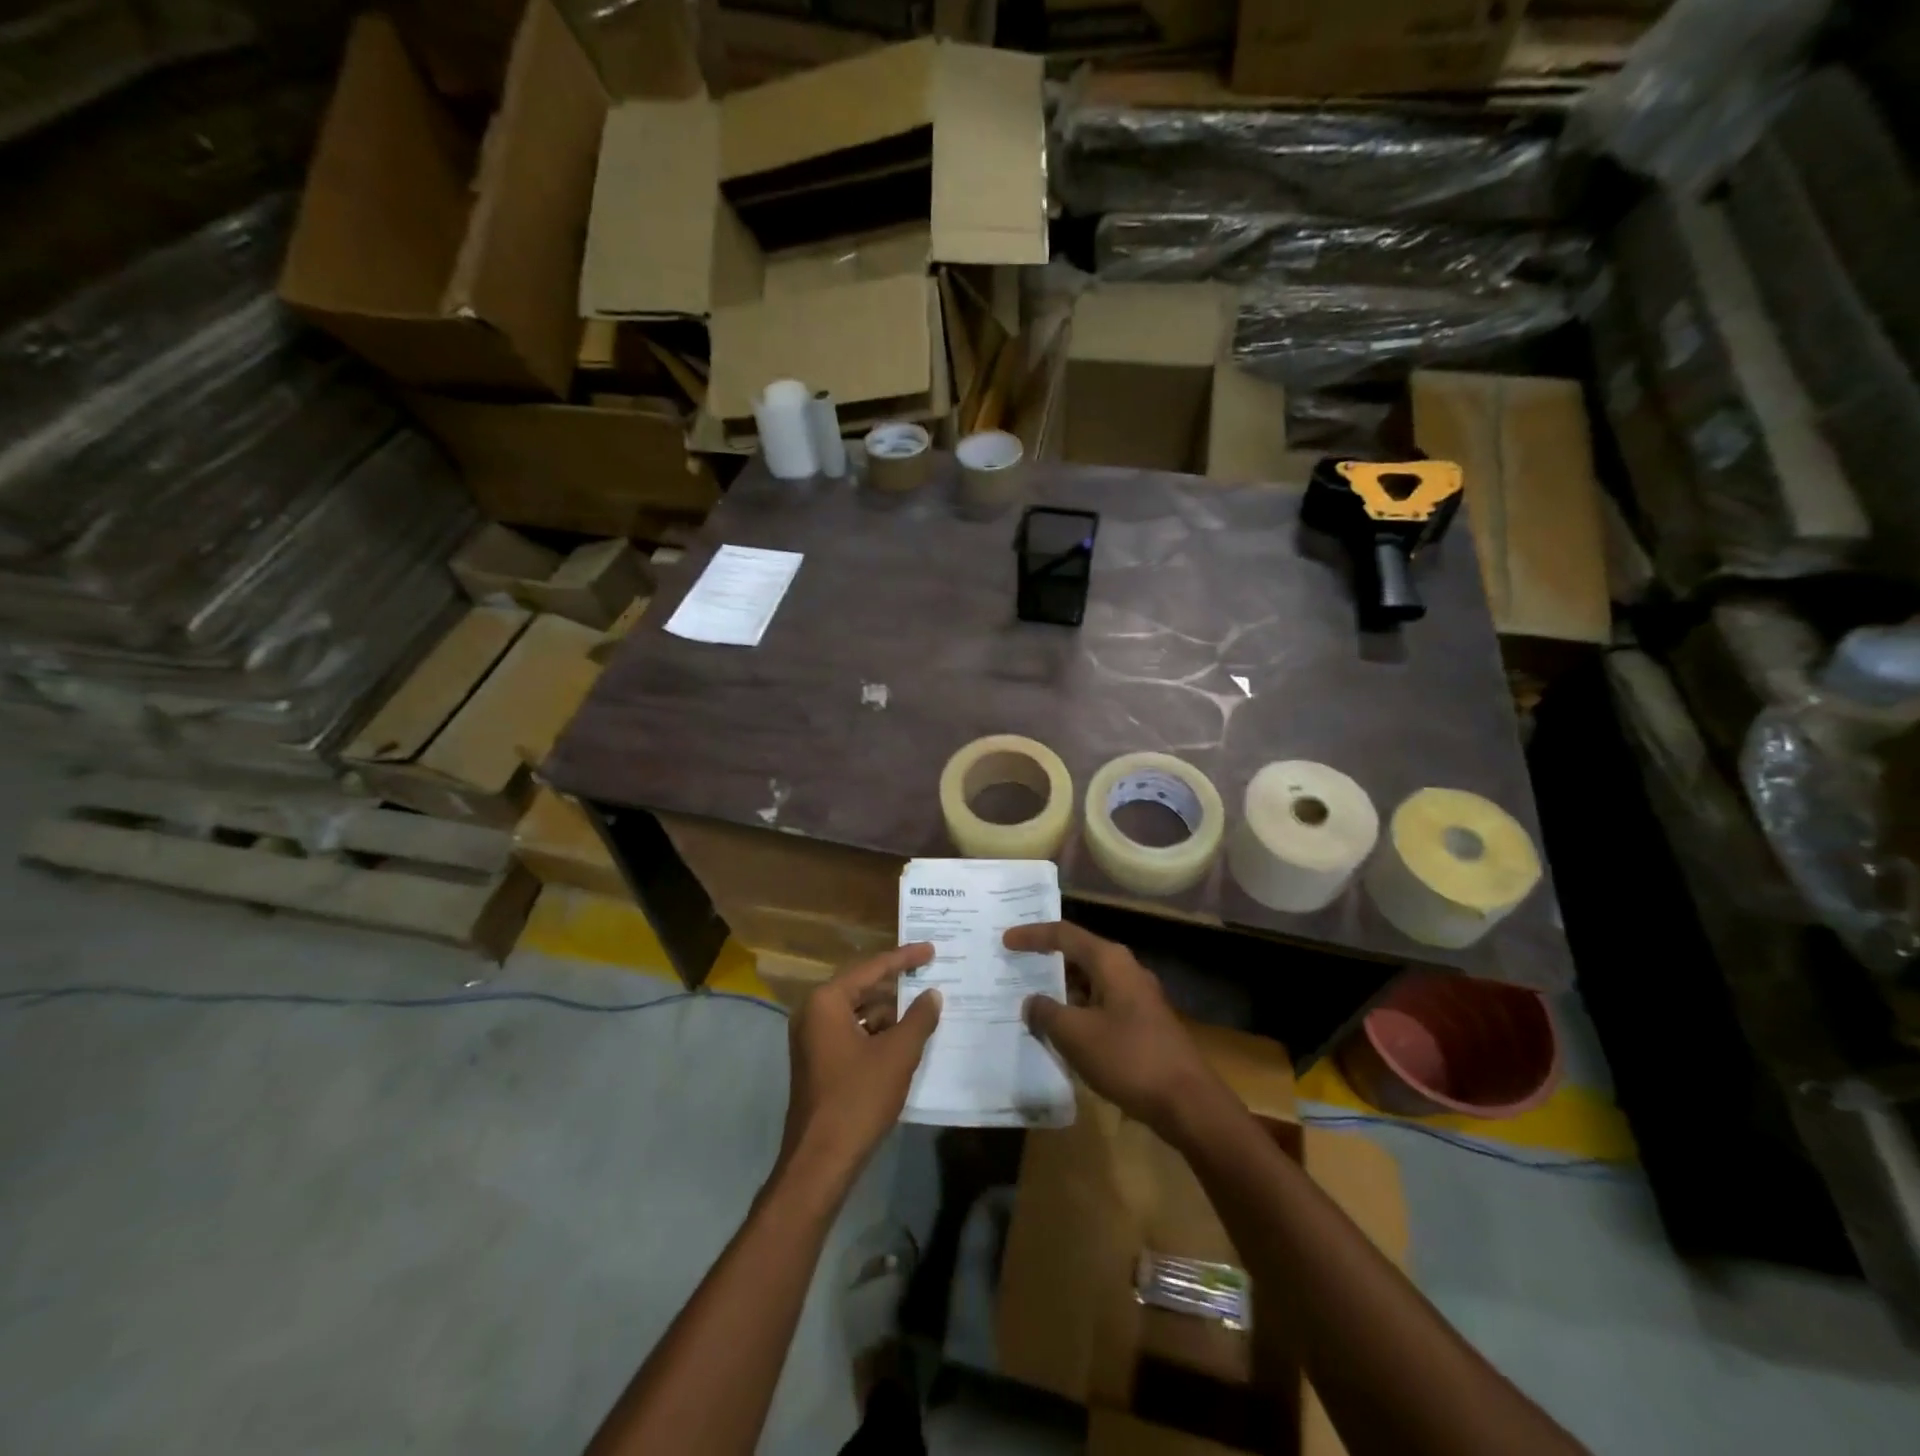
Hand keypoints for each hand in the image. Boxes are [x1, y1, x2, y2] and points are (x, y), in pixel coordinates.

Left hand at [781, 944, 941, 1189]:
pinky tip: (902, 1040)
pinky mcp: (817, 1061)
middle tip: (929, 974)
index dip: (904, 958)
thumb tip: (932, 994)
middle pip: (863, 987)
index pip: (872, 968)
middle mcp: (813, 1012)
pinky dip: (876, 1032)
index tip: (931, 950)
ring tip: (923, 1010)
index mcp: (827, 1001)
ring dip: (889, 1012)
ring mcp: (812, 1038)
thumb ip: (919, 1018)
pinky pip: (851, 1032)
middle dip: (897, 984)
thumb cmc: (858, 1098)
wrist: (821, 1160)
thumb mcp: (898, 1054)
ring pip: (858, 1012)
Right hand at [1005, 921, 1223, 1138]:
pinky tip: (1059, 1031)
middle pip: (1078, 955)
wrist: (1188, 1102)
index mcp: (1110, 961)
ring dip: (1061, 990)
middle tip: (1014, 966)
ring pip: (1089, 983)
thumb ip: (1046, 1013)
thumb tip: (1031, 1003)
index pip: (1064, 935)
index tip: (1005, 940)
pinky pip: (1100, 1005)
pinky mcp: (1142, 1024)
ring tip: (1029, 1000)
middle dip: (1045, 961)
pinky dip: (1076, 1011)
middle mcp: (1125, 970)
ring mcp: (1137, 997)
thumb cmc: (1129, 1058)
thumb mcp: (1076, 1035)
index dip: (1032, 935)